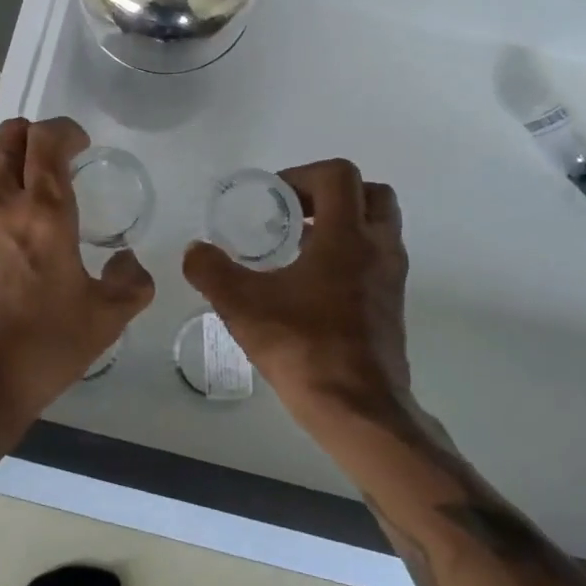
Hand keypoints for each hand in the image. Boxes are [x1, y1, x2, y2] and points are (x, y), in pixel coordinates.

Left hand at [0, 117, 154, 434]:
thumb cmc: (41, 348)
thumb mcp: (104, 320)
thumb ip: (130, 283)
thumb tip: (128, 262)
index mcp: (43, 213)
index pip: (46, 140)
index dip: (65, 131)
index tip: (81, 146)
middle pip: (8, 138)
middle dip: (33, 135)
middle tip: (57, 159)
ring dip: (17, 179)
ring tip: (41, 222)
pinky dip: (0, 215)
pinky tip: (14, 259)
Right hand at [183, 158, 412, 428]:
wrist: (359, 409)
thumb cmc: (304, 349)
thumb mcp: (243, 307)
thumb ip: (212, 271)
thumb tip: (194, 250)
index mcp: (348, 237)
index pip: (339, 175)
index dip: (302, 175)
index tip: (272, 199)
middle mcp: (379, 248)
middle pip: (371, 193)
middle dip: (331, 193)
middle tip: (294, 212)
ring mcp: (391, 277)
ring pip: (378, 226)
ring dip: (342, 222)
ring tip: (297, 245)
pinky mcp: (392, 304)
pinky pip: (376, 258)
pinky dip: (350, 252)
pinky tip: (310, 283)